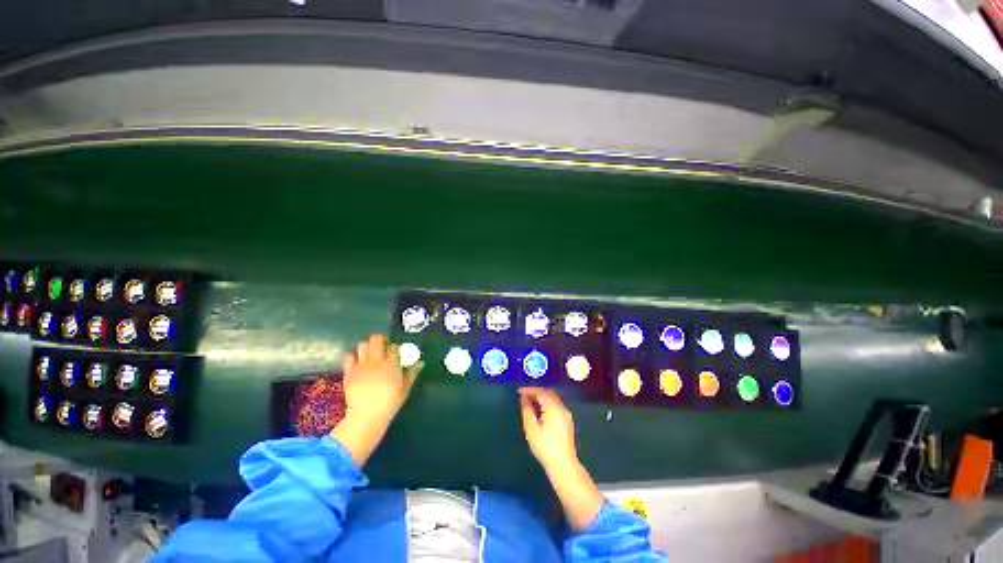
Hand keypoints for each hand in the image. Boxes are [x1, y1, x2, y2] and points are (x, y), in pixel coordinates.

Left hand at [331, 335, 421, 466]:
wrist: (367, 416)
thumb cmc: (390, 402)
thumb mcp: (405, 388)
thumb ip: (412, 373)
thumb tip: (420, 363)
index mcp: (391, 363)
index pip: (393, 346)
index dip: (395, 348)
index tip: (396, 353)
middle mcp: (376, 360)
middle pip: (376, 339)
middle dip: (380, 340)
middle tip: (382, 348)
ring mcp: (361, 365)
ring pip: (362, 345)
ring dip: (367, 347)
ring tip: (370, 355)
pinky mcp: (349, 373)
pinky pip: (348, 358)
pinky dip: (353, 358)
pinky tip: (357, 364)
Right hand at [519, 387, 603, 530]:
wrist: (563, 465)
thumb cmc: (545, 447)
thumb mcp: (531, 428)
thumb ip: (527, 410)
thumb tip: (524, 398)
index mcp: (553, 407)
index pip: (541, 392)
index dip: (529, 390)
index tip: (519, 390)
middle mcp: (562, 407)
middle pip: (548, 393)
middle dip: (536, 391)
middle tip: (524, 394)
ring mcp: (566, 414)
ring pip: (553, 399)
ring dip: (542, 397)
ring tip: (530, 401)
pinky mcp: (567, 421)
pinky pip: (556, 405)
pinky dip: (547, 403)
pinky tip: (540, 410)